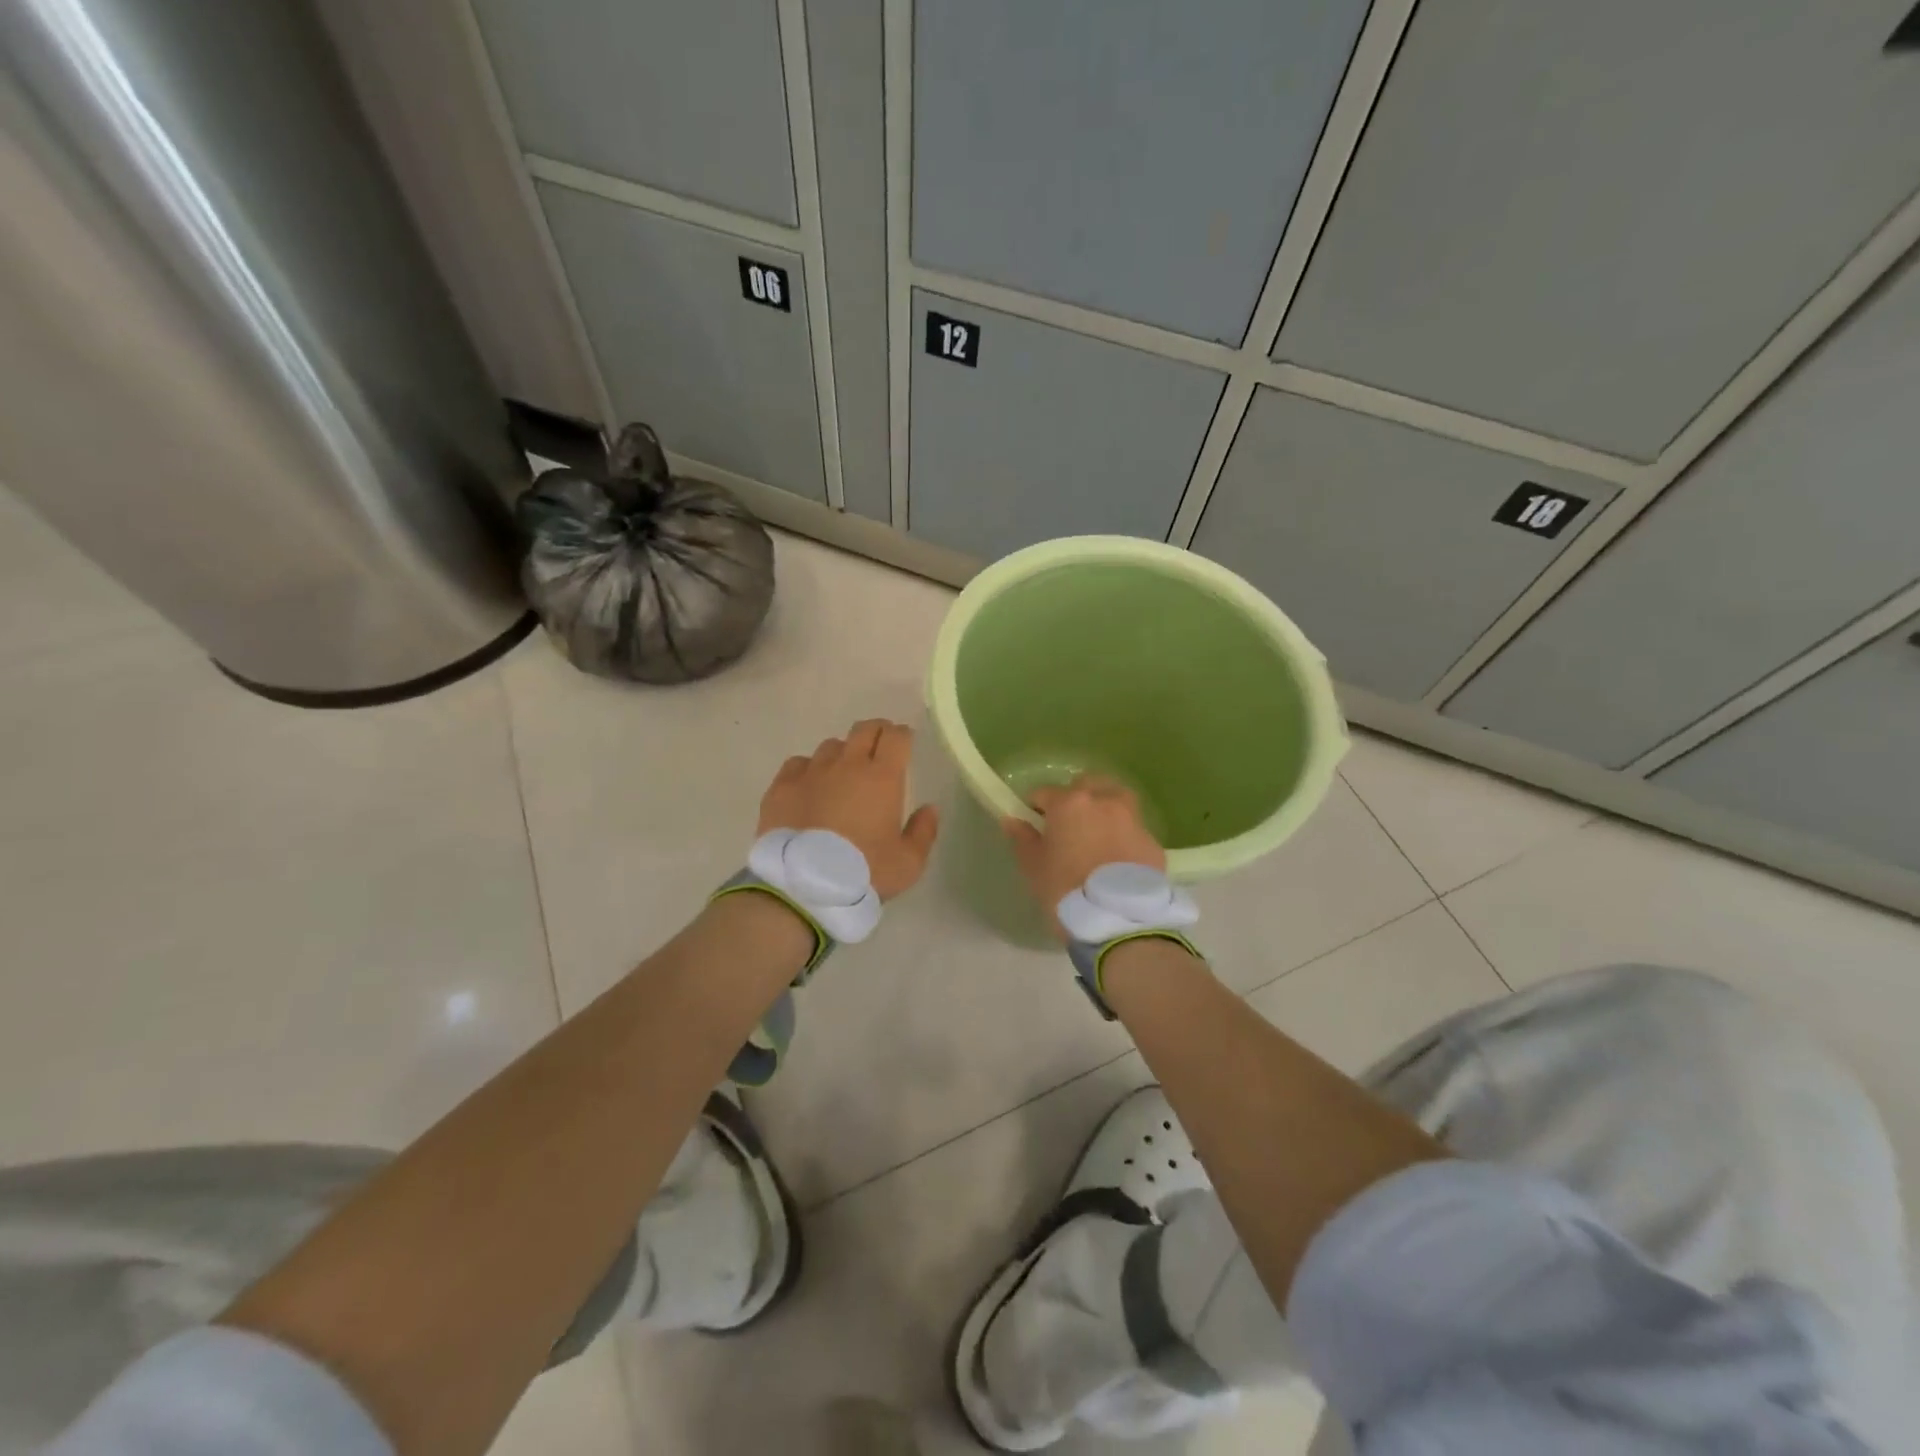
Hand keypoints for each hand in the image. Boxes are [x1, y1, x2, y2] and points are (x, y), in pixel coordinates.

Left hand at [760, 720, 939, 900]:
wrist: (803, 888)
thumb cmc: (863, 874)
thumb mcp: (908, 863)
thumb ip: (923, 832)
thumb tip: (929, 809)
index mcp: (882, 777)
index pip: (896, 736)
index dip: (902, 736)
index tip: (904, 745)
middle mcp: (847, 765)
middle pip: (864, 729)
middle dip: (876, 733)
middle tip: (879, 750)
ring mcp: (811, 772)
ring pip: (831, 746)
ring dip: (842, 754)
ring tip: (842, 776)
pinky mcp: (782, 786)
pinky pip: (798, 764)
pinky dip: (808, 770)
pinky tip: (809, 787)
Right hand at [1003, 775, 1165, 939]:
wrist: (1119, 920)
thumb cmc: (1066, 890)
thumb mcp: (1034, 868)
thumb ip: (1022, 839)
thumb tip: (1012, 820)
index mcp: (1069, 803)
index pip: (1044, 792)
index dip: (1036, 807)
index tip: (1035, 825)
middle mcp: (1103, 802)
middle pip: (1086, 786)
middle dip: (1075, 798)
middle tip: (1068, 826)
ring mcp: (1132, 819)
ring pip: (1116, 800)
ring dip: (1104, 809)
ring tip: (1097, 835)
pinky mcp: (1152, 842)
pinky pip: (1133, 830)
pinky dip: (1123, 836)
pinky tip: (1117, 859)